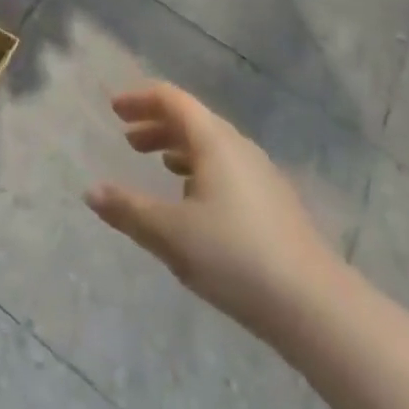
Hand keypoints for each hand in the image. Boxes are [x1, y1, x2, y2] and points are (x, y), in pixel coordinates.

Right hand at [85, 83, 343, 341]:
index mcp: (214, 141)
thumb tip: (91, 192)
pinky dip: (201, 171)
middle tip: (128, 139)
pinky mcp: (275, 206)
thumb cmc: (235, 257)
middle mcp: (239, 148)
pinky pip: (228, 170)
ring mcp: (262, 177)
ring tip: (158, 165)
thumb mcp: (170, 234)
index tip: (114, 109)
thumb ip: (128, 209)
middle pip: (193, 120)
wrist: (318, 309)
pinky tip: (194, 203)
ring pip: (212, 147)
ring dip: (179, 148)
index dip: (140, 99)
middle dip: (157, 124)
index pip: (172, 100)